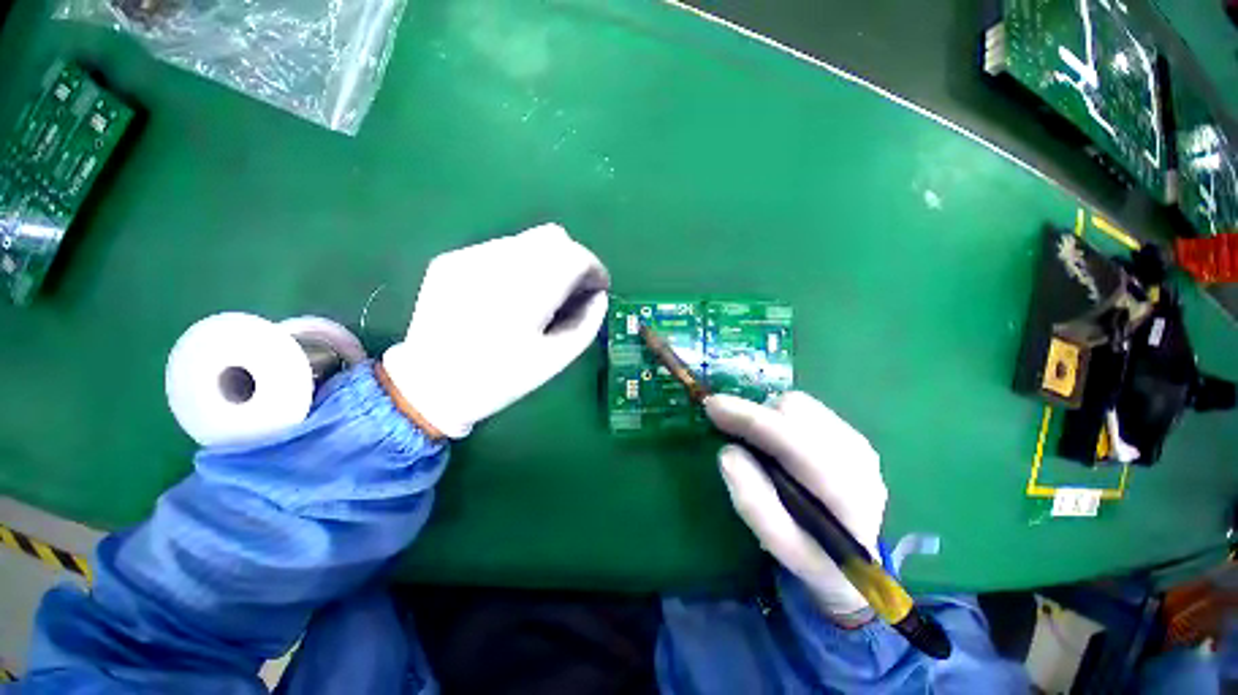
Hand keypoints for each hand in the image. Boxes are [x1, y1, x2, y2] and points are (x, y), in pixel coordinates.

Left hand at [383, 224, 609, 437]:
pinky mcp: (450, 260)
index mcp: (526, 293)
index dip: (594, 268)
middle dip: (572, 260)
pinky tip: (507, 294)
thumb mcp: (555, 360)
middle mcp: (497, 264)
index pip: (575, 256)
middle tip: (570, 291)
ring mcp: (468, 257)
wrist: (429, 386)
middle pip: (553, 237)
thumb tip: (599, 296)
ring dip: (545, 261)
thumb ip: (586, 323)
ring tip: (538, 295)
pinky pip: (499, 250)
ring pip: (526, 240)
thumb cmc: (500, 379)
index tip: (597, 288)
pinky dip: (517, 264)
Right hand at [704, 392, 886, 617]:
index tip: (713, 407)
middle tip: (732, 431)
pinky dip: (780, 416)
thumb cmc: (814, 557)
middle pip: (795, 411)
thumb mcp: (780, 545)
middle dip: (757, 415)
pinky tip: (778, 441)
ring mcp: (856, 440)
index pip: (792, 441)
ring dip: (768, 415)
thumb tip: (727, 452)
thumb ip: (753, 503)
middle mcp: (856, 456)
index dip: (749, 419)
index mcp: (845, 492)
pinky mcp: (848, 432)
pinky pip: (805, 407)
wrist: (858, 560)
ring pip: (799, 404)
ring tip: (758, 443)